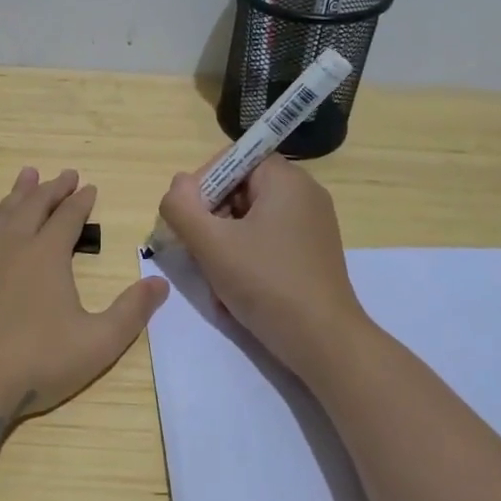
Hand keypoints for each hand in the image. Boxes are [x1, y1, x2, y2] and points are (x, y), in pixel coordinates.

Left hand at [0, 166, 167, 452]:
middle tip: (63, 175)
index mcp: (47, 256)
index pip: (69, 218)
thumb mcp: (97, 343)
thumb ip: (131, 312)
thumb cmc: (36, 363)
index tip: (89, 187)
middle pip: (34, 207)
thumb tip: (160, 283)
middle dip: (51, 189)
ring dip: (14, 196)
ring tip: (25, 176)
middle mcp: (10, 245)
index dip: (81, 201)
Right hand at [157, 154, 366, 379]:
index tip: (187, 218)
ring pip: (249, 220)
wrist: (323, 341)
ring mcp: (311, 226)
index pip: (233, 159)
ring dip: (223, 244)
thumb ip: (182, 207)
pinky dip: (245, 258)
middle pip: (240, 190)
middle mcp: (304, 195)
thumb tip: (177, 186)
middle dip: (211, 219)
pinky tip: (234, 291)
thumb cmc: (265, 283)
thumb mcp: (211, 244)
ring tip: (214, 278)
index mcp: (286, 180)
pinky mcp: (312, 254)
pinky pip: (266, 242)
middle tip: (196, 251)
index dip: (203, 183)